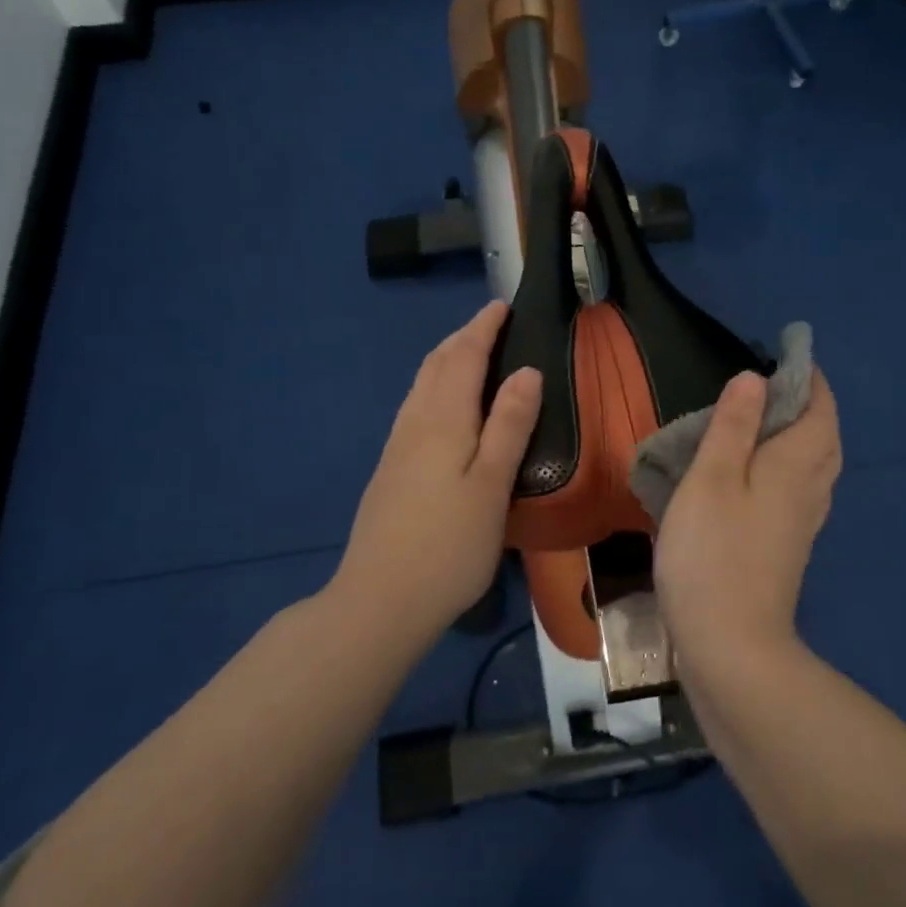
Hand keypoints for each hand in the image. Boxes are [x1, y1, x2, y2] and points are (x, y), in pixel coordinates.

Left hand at [330, 302, 541, 646]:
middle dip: (463, 337)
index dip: (483, 328)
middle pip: (437, 365)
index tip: (503, 305)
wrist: (379, 601)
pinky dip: (436, 386)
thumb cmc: (448, 545)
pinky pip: (416, 407)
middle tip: (491, 324)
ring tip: (471, 354)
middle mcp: (415, 423)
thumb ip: (509, 426)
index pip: (463, 357)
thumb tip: (527, 371)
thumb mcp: (491, 485)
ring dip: (446, 359)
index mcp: (442, 420)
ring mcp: (397, 447)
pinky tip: (445, 406)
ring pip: (422, 385)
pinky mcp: (391, 470)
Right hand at [654, 368, 842, 670]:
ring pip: (817, 466)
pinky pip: (801, 490)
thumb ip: (732, 426)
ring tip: (770, 420)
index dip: (808, 378)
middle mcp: (809, 490)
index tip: (789, 354)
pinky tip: (762, 474)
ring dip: (804, 435)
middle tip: (779, 384)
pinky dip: (791, 466)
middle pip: (825, 437)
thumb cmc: (713, 553)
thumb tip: (755, 380)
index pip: (818, 410)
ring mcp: (802, 523)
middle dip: (811, 405)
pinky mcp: (788, 548)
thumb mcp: (711, 479)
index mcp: (794, 465)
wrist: (731, 646)